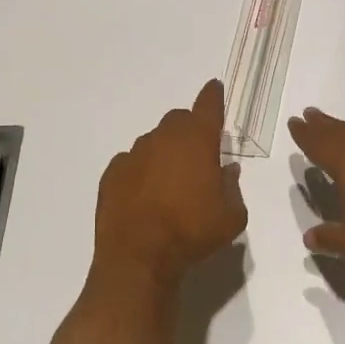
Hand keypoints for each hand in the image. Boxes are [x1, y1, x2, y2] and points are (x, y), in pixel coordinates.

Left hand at [95, 80, 247, 281]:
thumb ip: (232, 188)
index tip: (214, 87)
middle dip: (189, 130)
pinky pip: (131, 163)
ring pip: (153, 142)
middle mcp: (163, 139)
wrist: (138, 256)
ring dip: (164, 153)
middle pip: (178, 121)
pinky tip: (144, 194)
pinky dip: (140, 171)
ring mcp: (133, 154)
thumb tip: (227, 170)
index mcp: (196, 141)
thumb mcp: (231, 217)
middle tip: (197, 153)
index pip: (208, 106)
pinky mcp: (112, 174)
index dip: (213, 96)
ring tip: (170, 181)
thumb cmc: (192, 233)